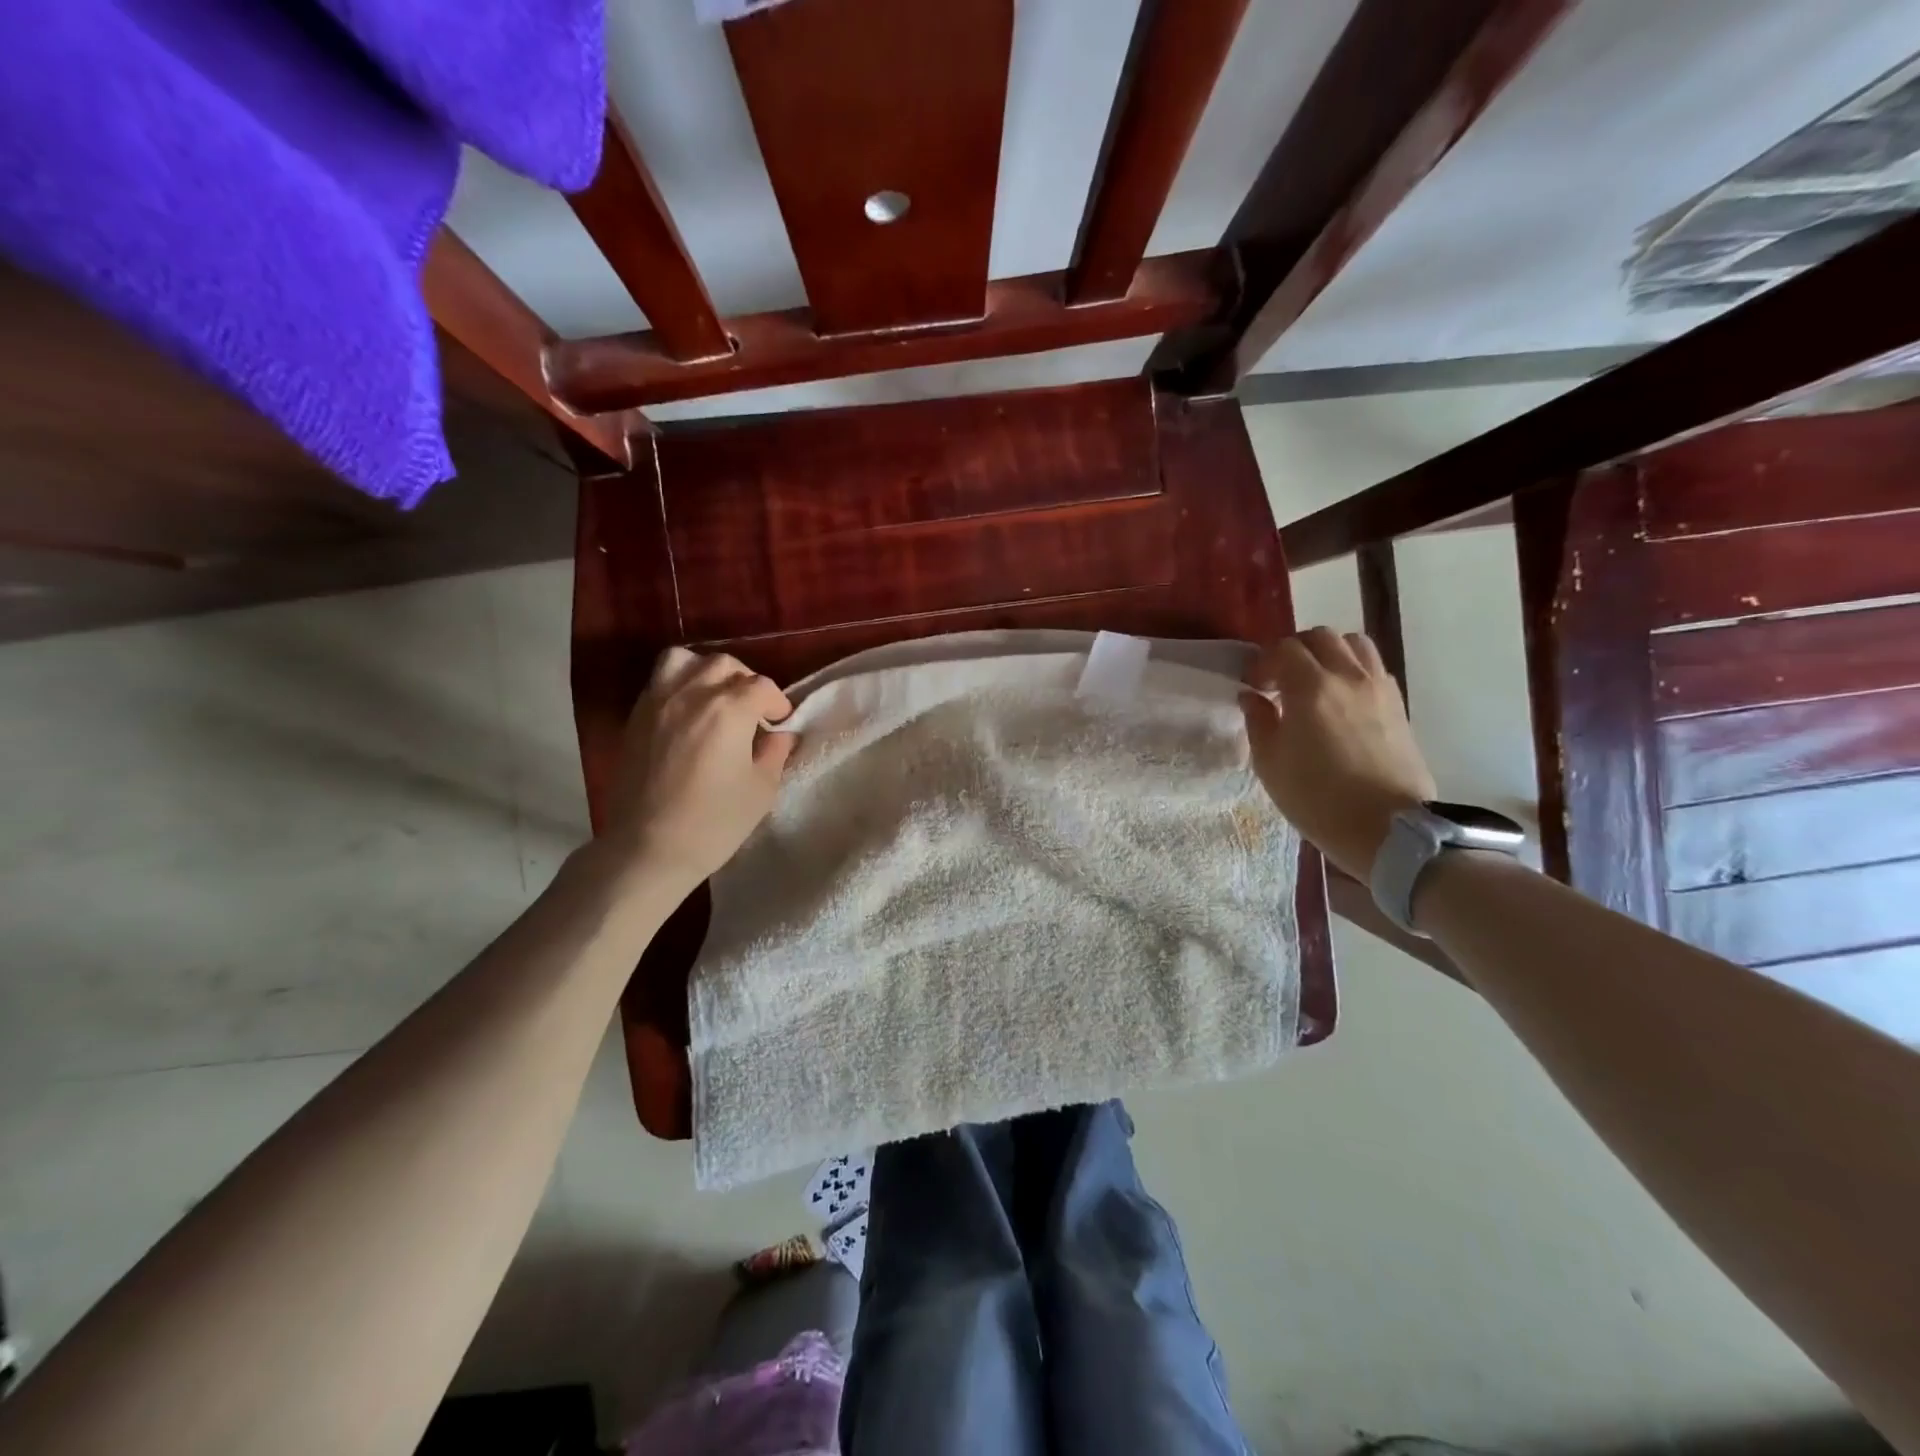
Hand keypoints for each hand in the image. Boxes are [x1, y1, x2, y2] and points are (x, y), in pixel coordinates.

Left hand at [606, 648, 795, 886]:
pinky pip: (659, 680)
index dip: (776, 704)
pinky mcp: (636, 717)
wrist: (647, 848)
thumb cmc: (713, 822)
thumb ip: (774, 753)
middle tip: (752, 712)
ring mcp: (658, 701)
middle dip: (746, 682)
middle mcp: (692, 693)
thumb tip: (780, 735)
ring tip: (715, 698)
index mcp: (728, 710)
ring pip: (685, 660)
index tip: (779, 725)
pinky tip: (688, 713)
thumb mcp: (761, 790)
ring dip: (707, 671)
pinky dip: (679, 684)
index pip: (761, 687)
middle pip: (725, 665)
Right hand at [1241, 628, 1436, 880]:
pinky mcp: (1398, 705)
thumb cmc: (1317, 799)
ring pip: (1353, 644)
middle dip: (1294, 651)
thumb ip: (1258, 722)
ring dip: (1328, 653)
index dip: (1263, 663)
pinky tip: (1341, 699)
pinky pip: (1373, 667)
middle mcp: (1348, 677)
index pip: (1284, 649)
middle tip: (1280, 680)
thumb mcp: (1270, 764)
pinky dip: (1352, 670)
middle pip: (1320, 637)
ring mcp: (1378, 688)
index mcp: (1311, 688)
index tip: (1253, 686)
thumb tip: (1253, 697)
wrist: (1386, 828)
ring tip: (1314, 682)